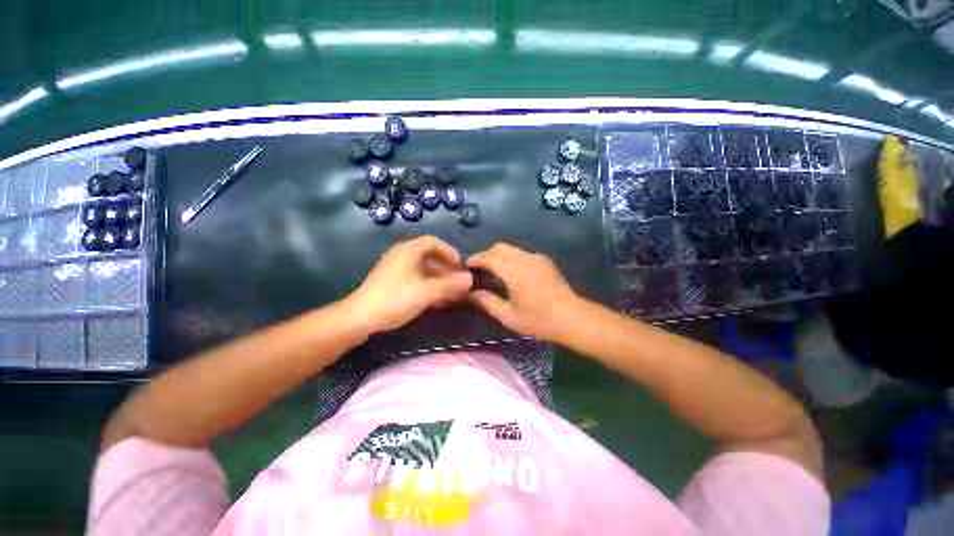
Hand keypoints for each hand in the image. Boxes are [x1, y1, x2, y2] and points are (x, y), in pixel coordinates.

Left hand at [345, 236, 472, 334]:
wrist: (359, 318)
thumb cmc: (395, 299)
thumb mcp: (426, 292)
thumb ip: (449, 284)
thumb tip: (470, 278)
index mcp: (409, 250)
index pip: (433, 242)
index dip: (450, 252)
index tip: (460, 265)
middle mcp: (402, 255)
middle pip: (429, 255)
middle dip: (446, 268)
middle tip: (458, 281)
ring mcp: (396, 269)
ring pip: (423, 268)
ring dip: (439, 278)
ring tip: (451, 292)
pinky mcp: (392, 282)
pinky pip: (415, 278)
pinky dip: (428, 285)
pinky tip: (436, 299)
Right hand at [467, 243, 581, 341]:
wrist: (572, 317)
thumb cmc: (538, 320)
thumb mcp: (508, 316)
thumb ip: (487, 302)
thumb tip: (470, 293)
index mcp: (514, 270)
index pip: (488, 256)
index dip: (475, 259)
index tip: (467, 266)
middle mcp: (524, 258)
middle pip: (499, 247)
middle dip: (487, 255)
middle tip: (480, 271)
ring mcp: (537, 257)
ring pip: (511, 249)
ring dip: (500, 257)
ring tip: (496, 274)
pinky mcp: (545, 261)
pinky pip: (523, 254)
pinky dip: (512, 259)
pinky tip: (514, 276)